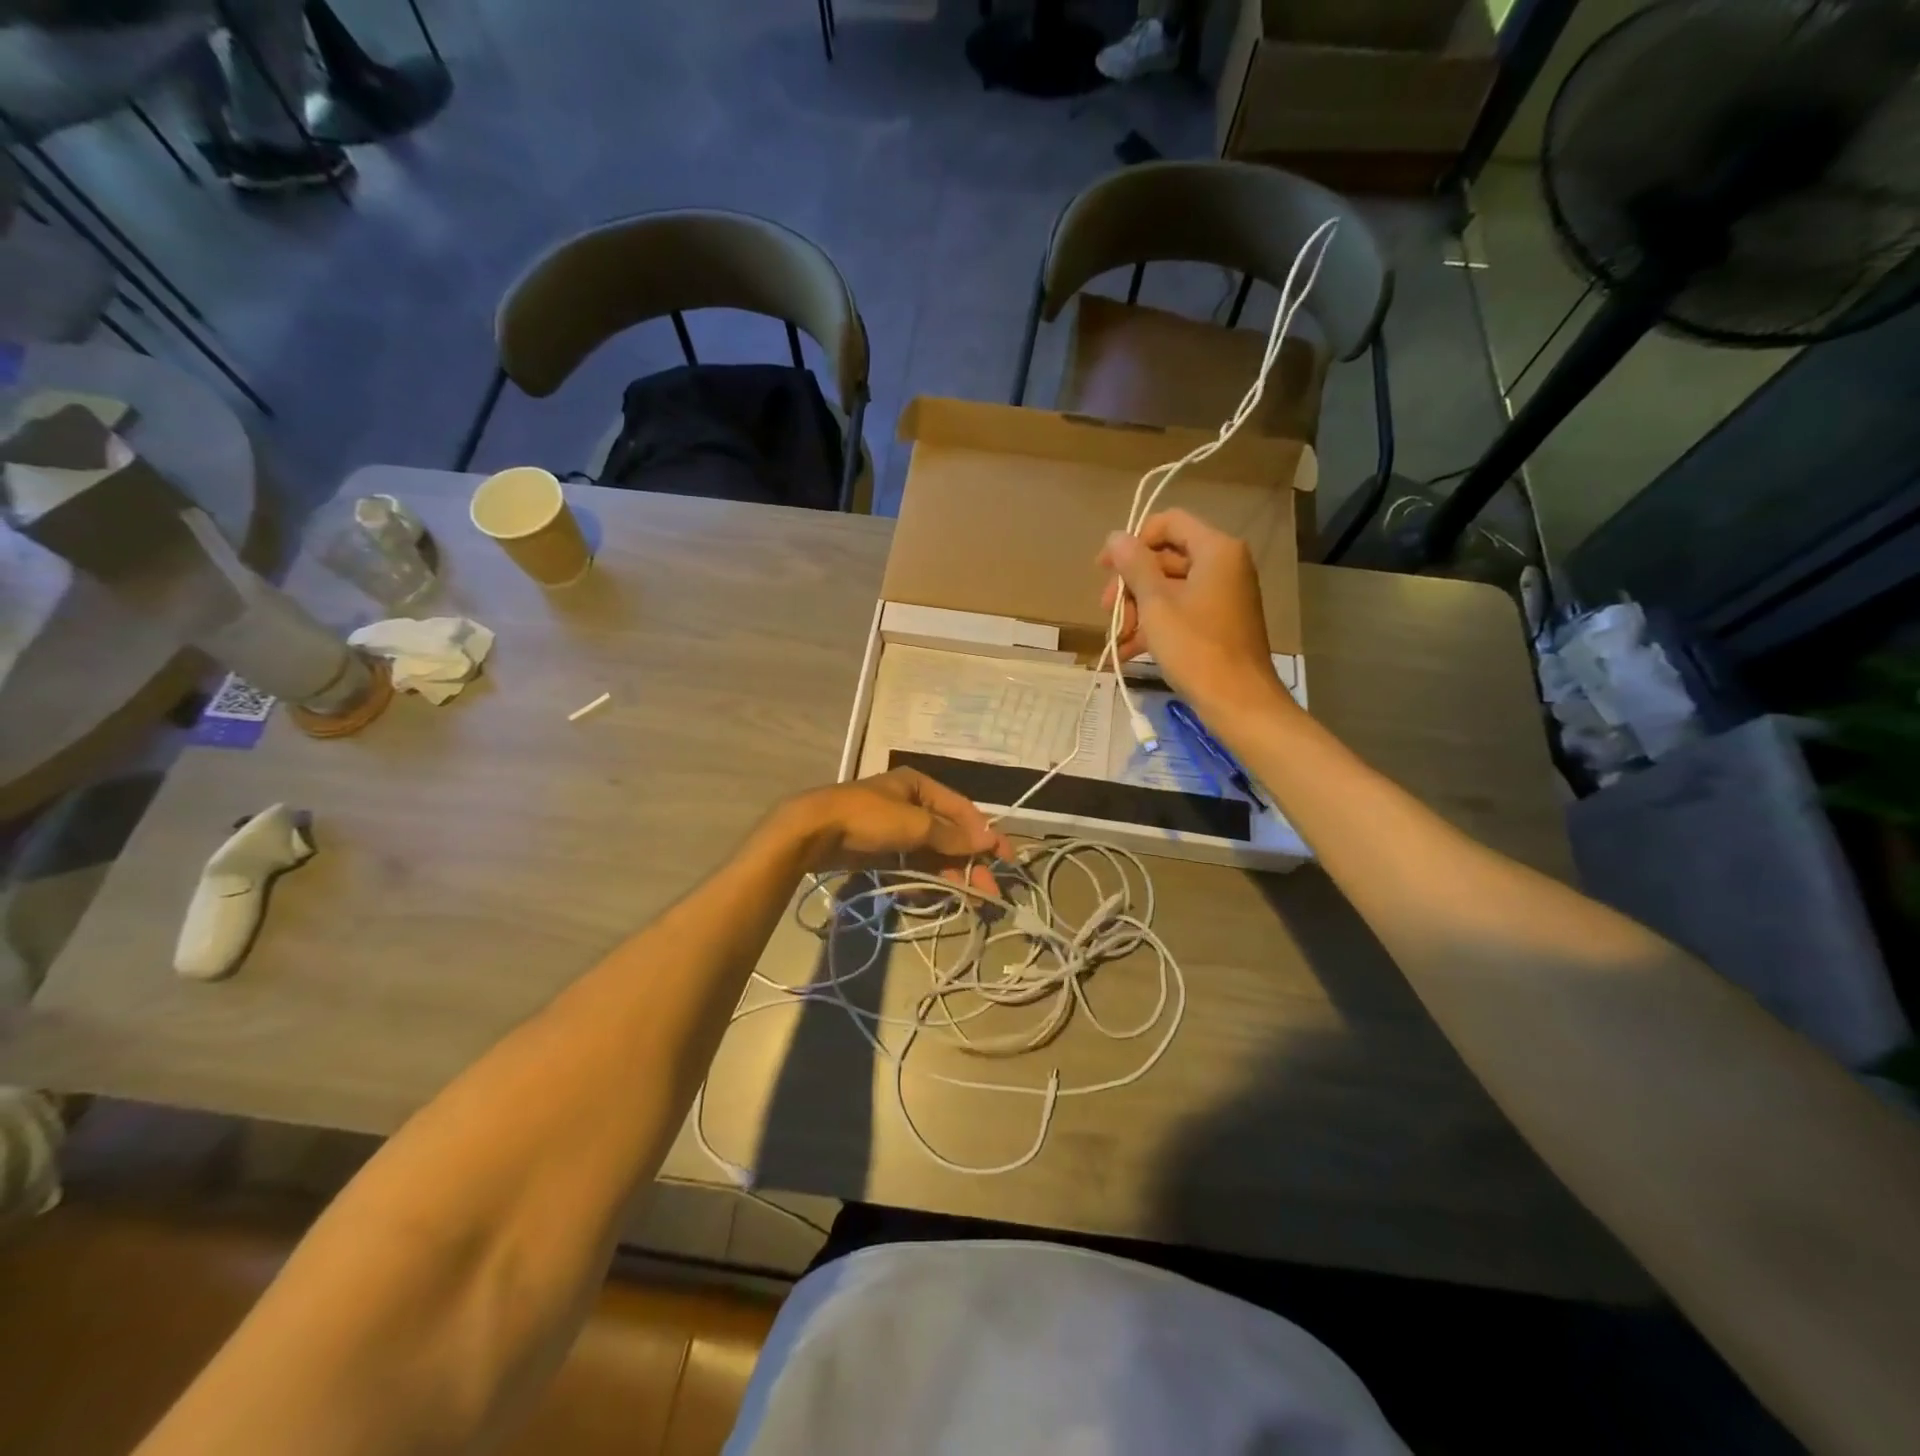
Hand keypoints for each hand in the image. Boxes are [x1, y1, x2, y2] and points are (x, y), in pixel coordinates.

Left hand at [778, 769, 1014, 896]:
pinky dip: (925, 877)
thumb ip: (951, 835)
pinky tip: (935, 893)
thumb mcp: (914, 823)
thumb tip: (989, 840)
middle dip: (970, 862)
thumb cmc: (867, 818)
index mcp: (920, 787)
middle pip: (950, 834)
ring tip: (969, 899)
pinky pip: (912, 863)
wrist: (812, 832)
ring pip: (932, 852)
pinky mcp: (881, 850)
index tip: (1006, 859)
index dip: (986, 835)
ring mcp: (895, 828)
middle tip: (989, 891)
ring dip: (951, 873)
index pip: (964, 811)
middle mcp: (911, 804)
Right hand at [1098, 508, 1288, 722]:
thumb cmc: (1196, 648)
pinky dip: (1156, 625)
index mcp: (1216, 550)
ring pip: (1169, 588)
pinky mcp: (1219, 622)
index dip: (1133, 541)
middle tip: (1109, 611)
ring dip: (1138, 609)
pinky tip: (1128, 651)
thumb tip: (1116, 536)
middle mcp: (1224, 565)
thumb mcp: (1156, 605)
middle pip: (1166, 557)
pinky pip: (1181, 611)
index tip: (1105, 569)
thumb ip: (1134, 566)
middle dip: (1132, 585)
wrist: (1238, 702)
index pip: (1169, 523)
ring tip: (1117, 638)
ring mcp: (1223, 595)